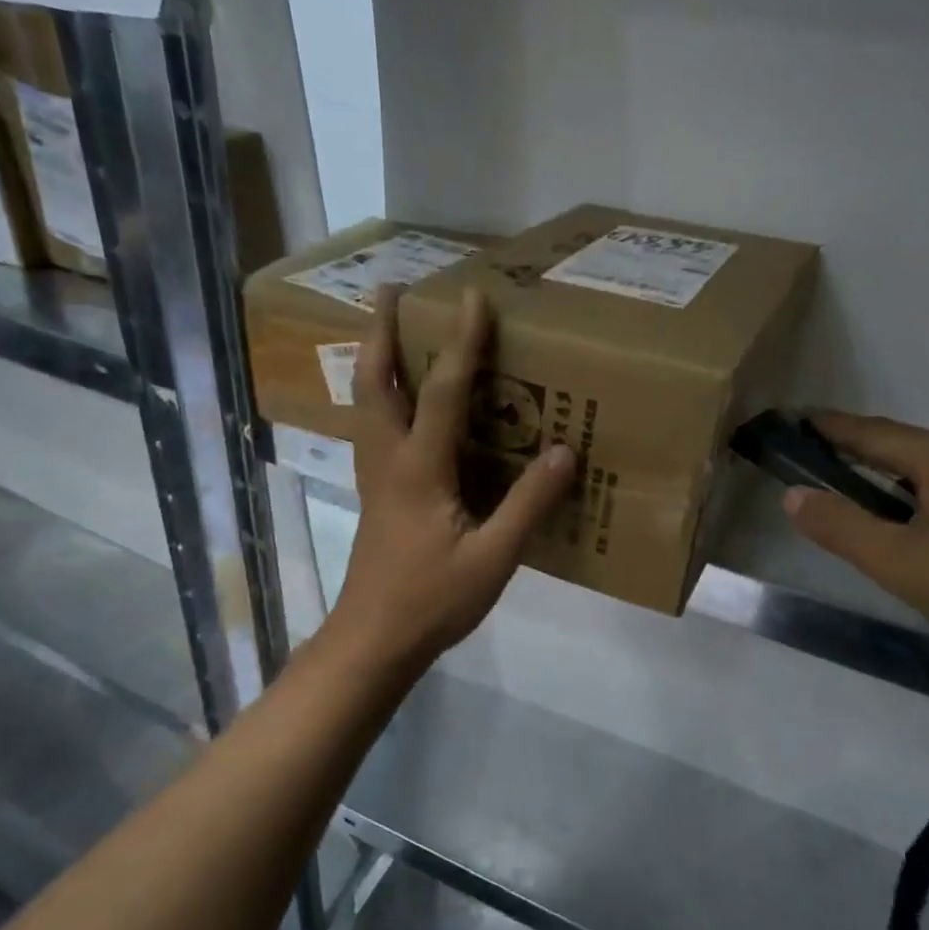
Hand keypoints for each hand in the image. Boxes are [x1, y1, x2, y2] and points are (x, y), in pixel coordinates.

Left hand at [329, 285, 575, 672]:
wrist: (373, 640)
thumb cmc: (432, 600)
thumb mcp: (493, 558)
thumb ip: (528, 504)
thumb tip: (563, 451)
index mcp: (419, 467)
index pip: (443, 390)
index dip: (462, 342)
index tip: (472, 297)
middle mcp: (388, 458)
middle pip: (374, 380)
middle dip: (382, 330)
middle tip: (391, 289)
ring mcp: (373, 475)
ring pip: (365, 402)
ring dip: (374, 358)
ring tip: (387, 330)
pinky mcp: (374, 492)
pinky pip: (371, 427)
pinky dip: (378, 396)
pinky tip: (395, 402)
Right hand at [783, 412, 928, 681]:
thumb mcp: (900, 564)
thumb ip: (841, 528)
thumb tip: (794, 495)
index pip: (871, 432)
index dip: (831, 428)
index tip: (800, 420)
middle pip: (915, 448)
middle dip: (876, 462)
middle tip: (845, 486)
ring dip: (920, 486)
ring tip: (903, 524)